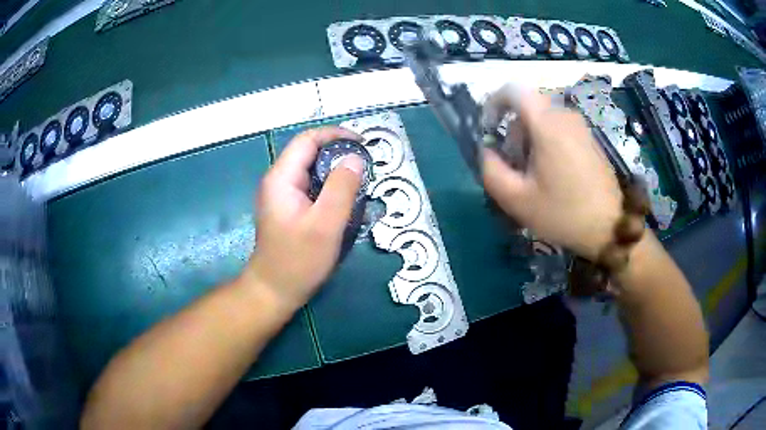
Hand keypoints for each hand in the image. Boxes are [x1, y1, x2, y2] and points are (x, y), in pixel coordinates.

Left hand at [247, 127, 364, 310]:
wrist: (274, 291)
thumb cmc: (298, 260)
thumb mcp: (325, 224)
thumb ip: (341, 188)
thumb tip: (355, 159)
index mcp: (281, 178)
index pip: (307, 140)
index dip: (335, 135)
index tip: (362, 144)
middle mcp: (278, 181)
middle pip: (309, 153)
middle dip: (339, 155)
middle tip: (366, 169)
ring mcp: (282, 196)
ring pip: (312, 171)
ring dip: (336, 173)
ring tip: (359, 186)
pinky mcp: (288, 209)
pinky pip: (311, 188)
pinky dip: (330, 189)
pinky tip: (345, 204)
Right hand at [482, 85, 622, 259]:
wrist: (610, 227)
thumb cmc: (563, 213)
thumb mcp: (517, 200)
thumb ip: (491, 170)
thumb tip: (487, 151)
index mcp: (547, 125)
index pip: (513, 91)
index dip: (494, 104)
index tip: (489, 130)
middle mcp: (565, 116)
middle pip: (527, 108)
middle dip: (513, 132)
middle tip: (514, 167)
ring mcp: (580, 126)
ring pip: (543, 119)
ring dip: (529, 140)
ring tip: (534, 175)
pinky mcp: (589, 138)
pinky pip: (559, 128)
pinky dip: (547, 143)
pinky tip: (553, 174)